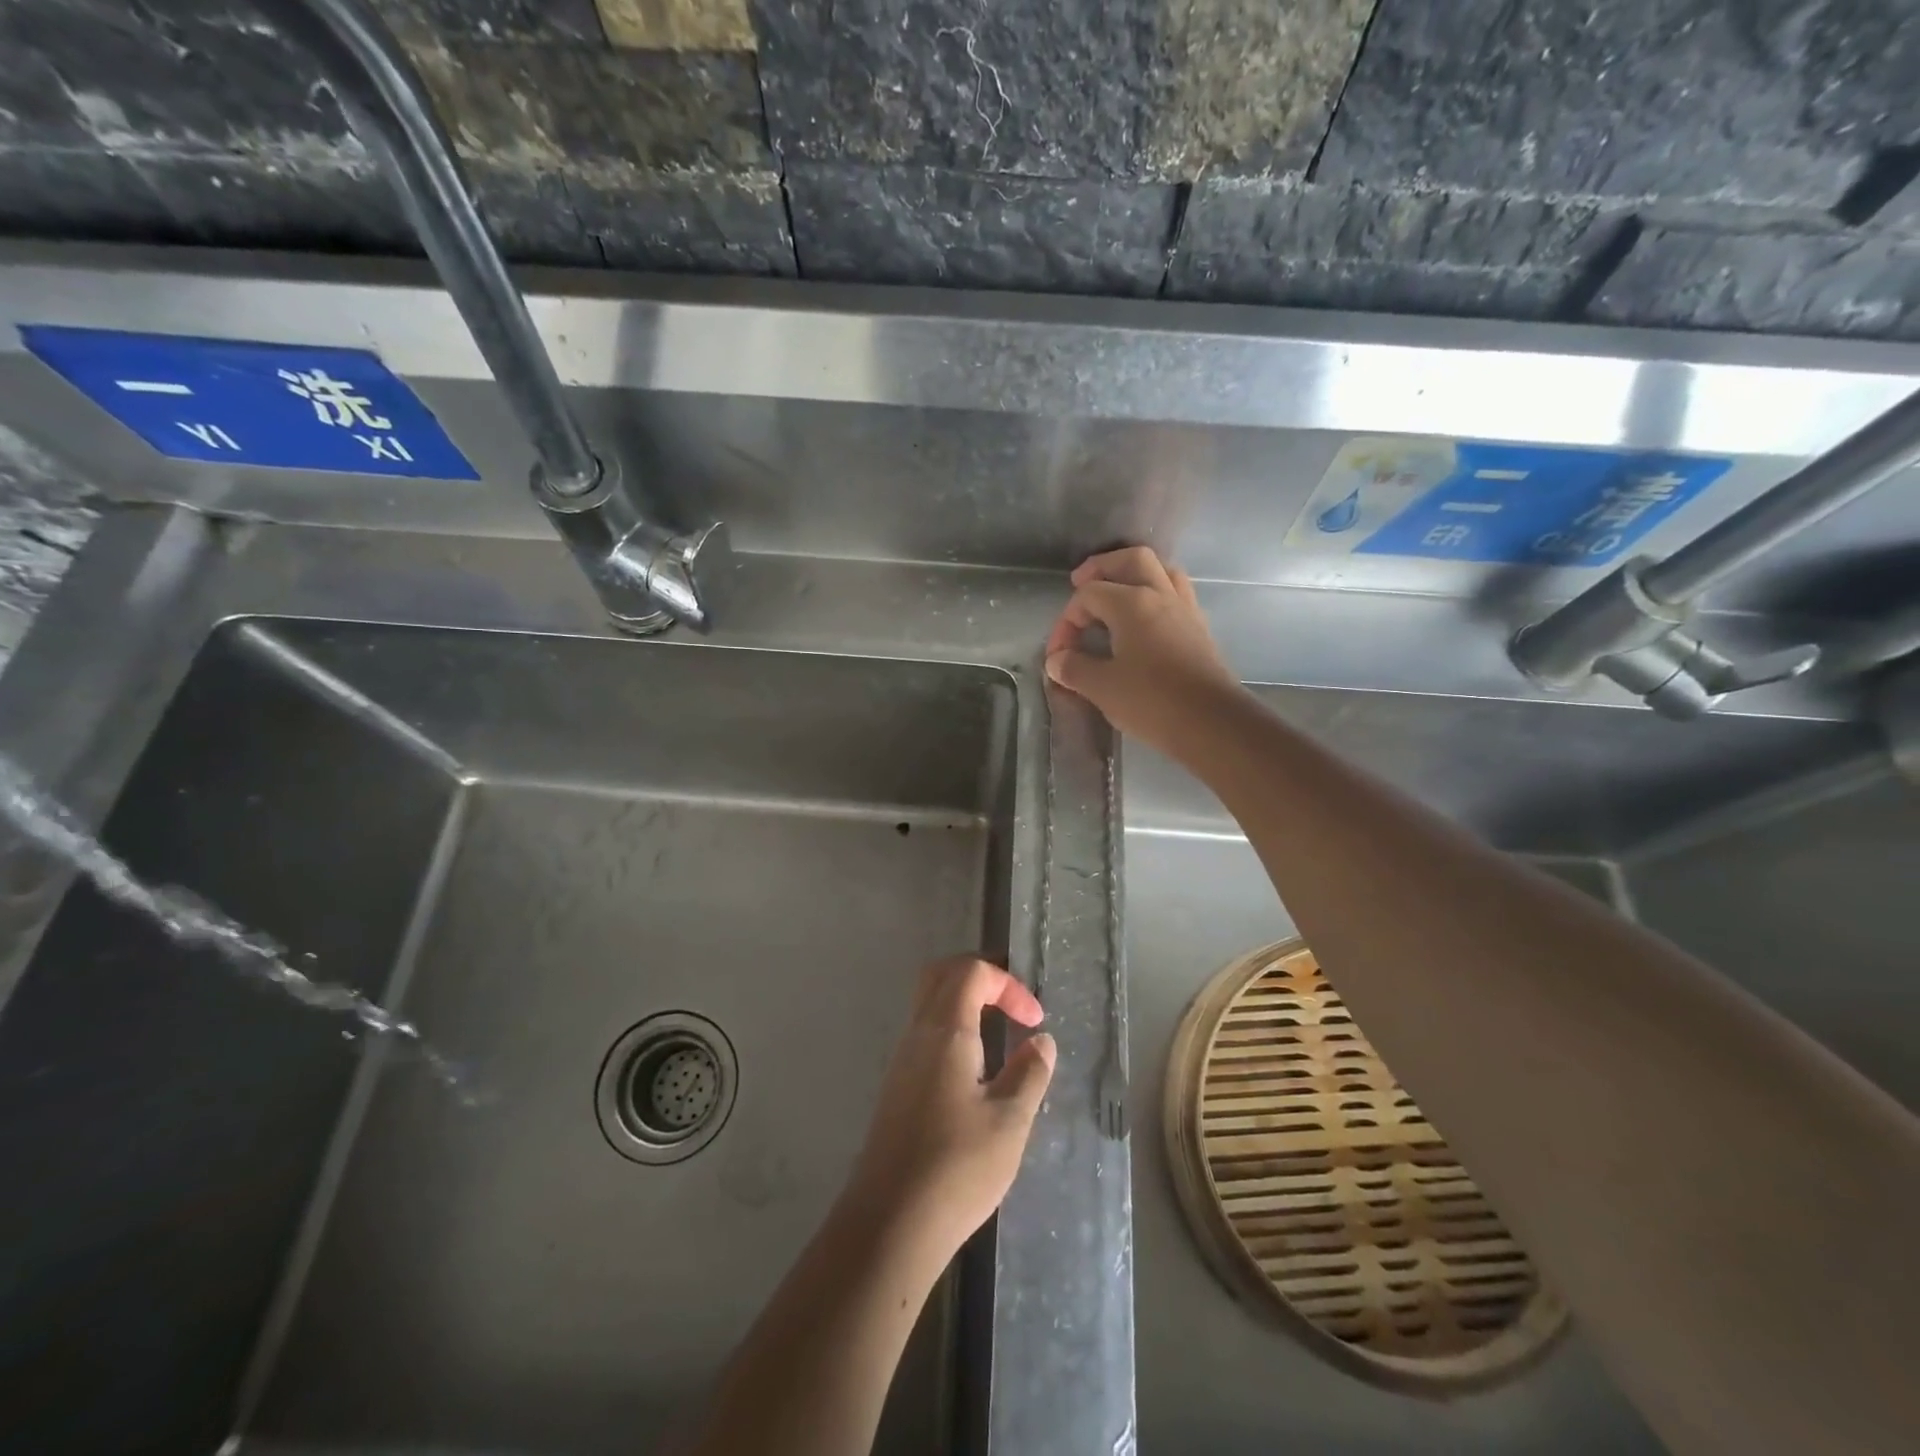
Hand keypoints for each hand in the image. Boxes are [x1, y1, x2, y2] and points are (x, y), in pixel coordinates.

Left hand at [841, 957, 1055, 1264]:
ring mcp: (902, 1061)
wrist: (889, 1222)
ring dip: (965, 1003)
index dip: (1007, 984)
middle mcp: (918, 1035)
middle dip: (980, 977)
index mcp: (945, 1031)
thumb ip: (1029, 1074)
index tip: (1034, 1021)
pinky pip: (925, 1034)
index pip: (971, 972)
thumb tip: (1041, 1042)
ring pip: (929, 1004)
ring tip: (1000, 1033)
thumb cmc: (956, 1167)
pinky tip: (975, 1068)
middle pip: (941, 976)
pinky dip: (953, 1029)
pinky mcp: (897, 1087)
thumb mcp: (1009, 1122)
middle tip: (1013, 1002)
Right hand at [1044, 546, 1245, 756]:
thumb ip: (1075, 669)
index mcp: (1132, 603)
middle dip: (1102, 567)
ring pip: (1161, 571)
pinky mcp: (1200, 629)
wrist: (1213, 723)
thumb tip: (1057, 661)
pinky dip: (1156, 595)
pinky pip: (1176, 595)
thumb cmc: (1153, 701)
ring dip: (1135, 575)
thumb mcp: (1103, 688)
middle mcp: (1161, 595)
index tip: (1058, 653)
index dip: (1067, 620)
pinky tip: (1145, 620)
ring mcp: (1185, 610)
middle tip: (1081, 582)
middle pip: (1131, 559)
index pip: (1089, 595)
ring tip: (1117, 594)